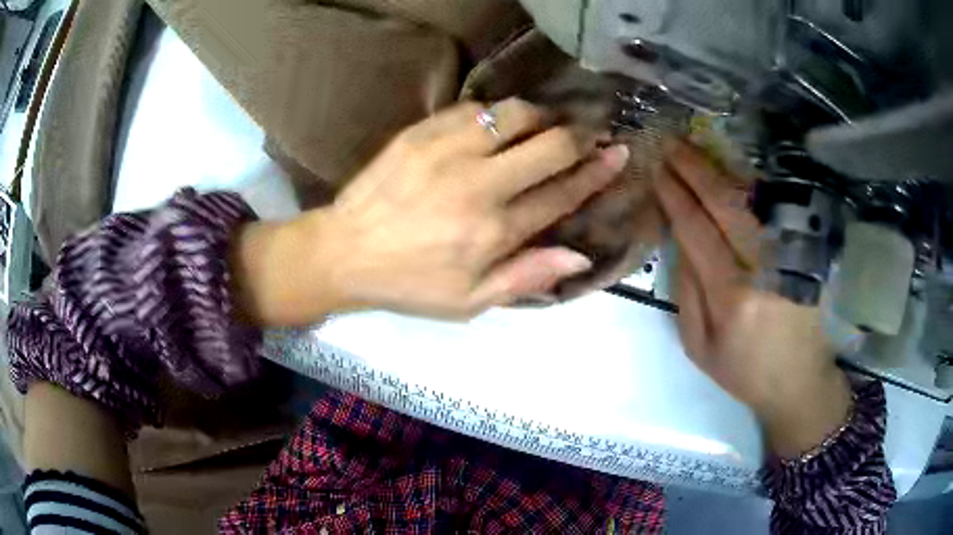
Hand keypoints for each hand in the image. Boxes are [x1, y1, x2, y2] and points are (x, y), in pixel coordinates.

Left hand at [233, 99, 628, 323]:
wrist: (345, 251)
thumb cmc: (410, 283)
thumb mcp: (470, 302)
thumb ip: (526, 277)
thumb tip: (581, 256)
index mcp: (495, 231)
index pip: (562, 193)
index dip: (596, 171)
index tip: (618, 152)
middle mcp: (480, 185)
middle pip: (550, 147)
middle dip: (580, 135)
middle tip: (592, 131)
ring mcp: (449, 152)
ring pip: (516, 116)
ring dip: (542, 117)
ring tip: (547, 124)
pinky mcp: (423, 132)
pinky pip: (475, 108)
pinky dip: (498, 112)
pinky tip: (500, 122)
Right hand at [654, 140, 851, 457]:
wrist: (798, 382)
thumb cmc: (744, 371)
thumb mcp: (699, 347)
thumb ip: (686, 293)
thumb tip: (681, 239)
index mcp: (731, 297)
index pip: (697, 231)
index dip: (676, 196)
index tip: (659, 171)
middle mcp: (762, 269)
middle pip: (726, 205)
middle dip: (695, 170)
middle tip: (672, 145)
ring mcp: (788, 257)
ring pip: (753, 200)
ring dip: (722, 169)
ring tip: (697, 147)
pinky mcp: (803, 254)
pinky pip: (775, 210)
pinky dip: (752, 185)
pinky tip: (734, 170)